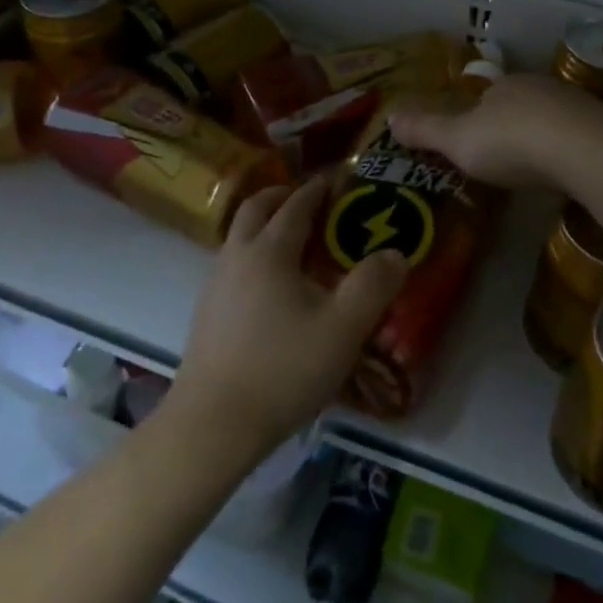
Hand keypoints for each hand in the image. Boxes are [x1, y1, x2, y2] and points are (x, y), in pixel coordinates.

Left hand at [168, 179, 407, 464]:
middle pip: (255, 209)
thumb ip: (373, 286)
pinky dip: (252, 252)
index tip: (334, 179)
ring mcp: (215, 284)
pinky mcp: (206, 311)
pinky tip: (270, 284)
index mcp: (270, 252)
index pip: (295, 206)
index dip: (316, 190)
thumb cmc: (284, 370)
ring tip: (292, 239)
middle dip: (281, 195)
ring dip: (263, 223)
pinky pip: (232, 262)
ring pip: (238, 235)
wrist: (213, 424)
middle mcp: (237, 256)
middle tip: (308, 198)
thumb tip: (395, 253)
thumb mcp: (343, 329)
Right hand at [387, 73, 602, 189]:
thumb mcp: (457, 140)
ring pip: (551, 119)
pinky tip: (566, 172)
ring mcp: (575, 105)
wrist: (583, 150)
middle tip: (504, 159)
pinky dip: (568, 151)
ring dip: (542, 139)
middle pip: (519, 106)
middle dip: (512, 127)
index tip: (473, 142)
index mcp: (503, 86)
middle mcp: (539, 87)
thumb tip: (388, 116)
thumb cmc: (510, 142)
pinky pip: (578, 137)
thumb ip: (425, 130)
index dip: (477, 117)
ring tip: (535, 169)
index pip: (486, 96)